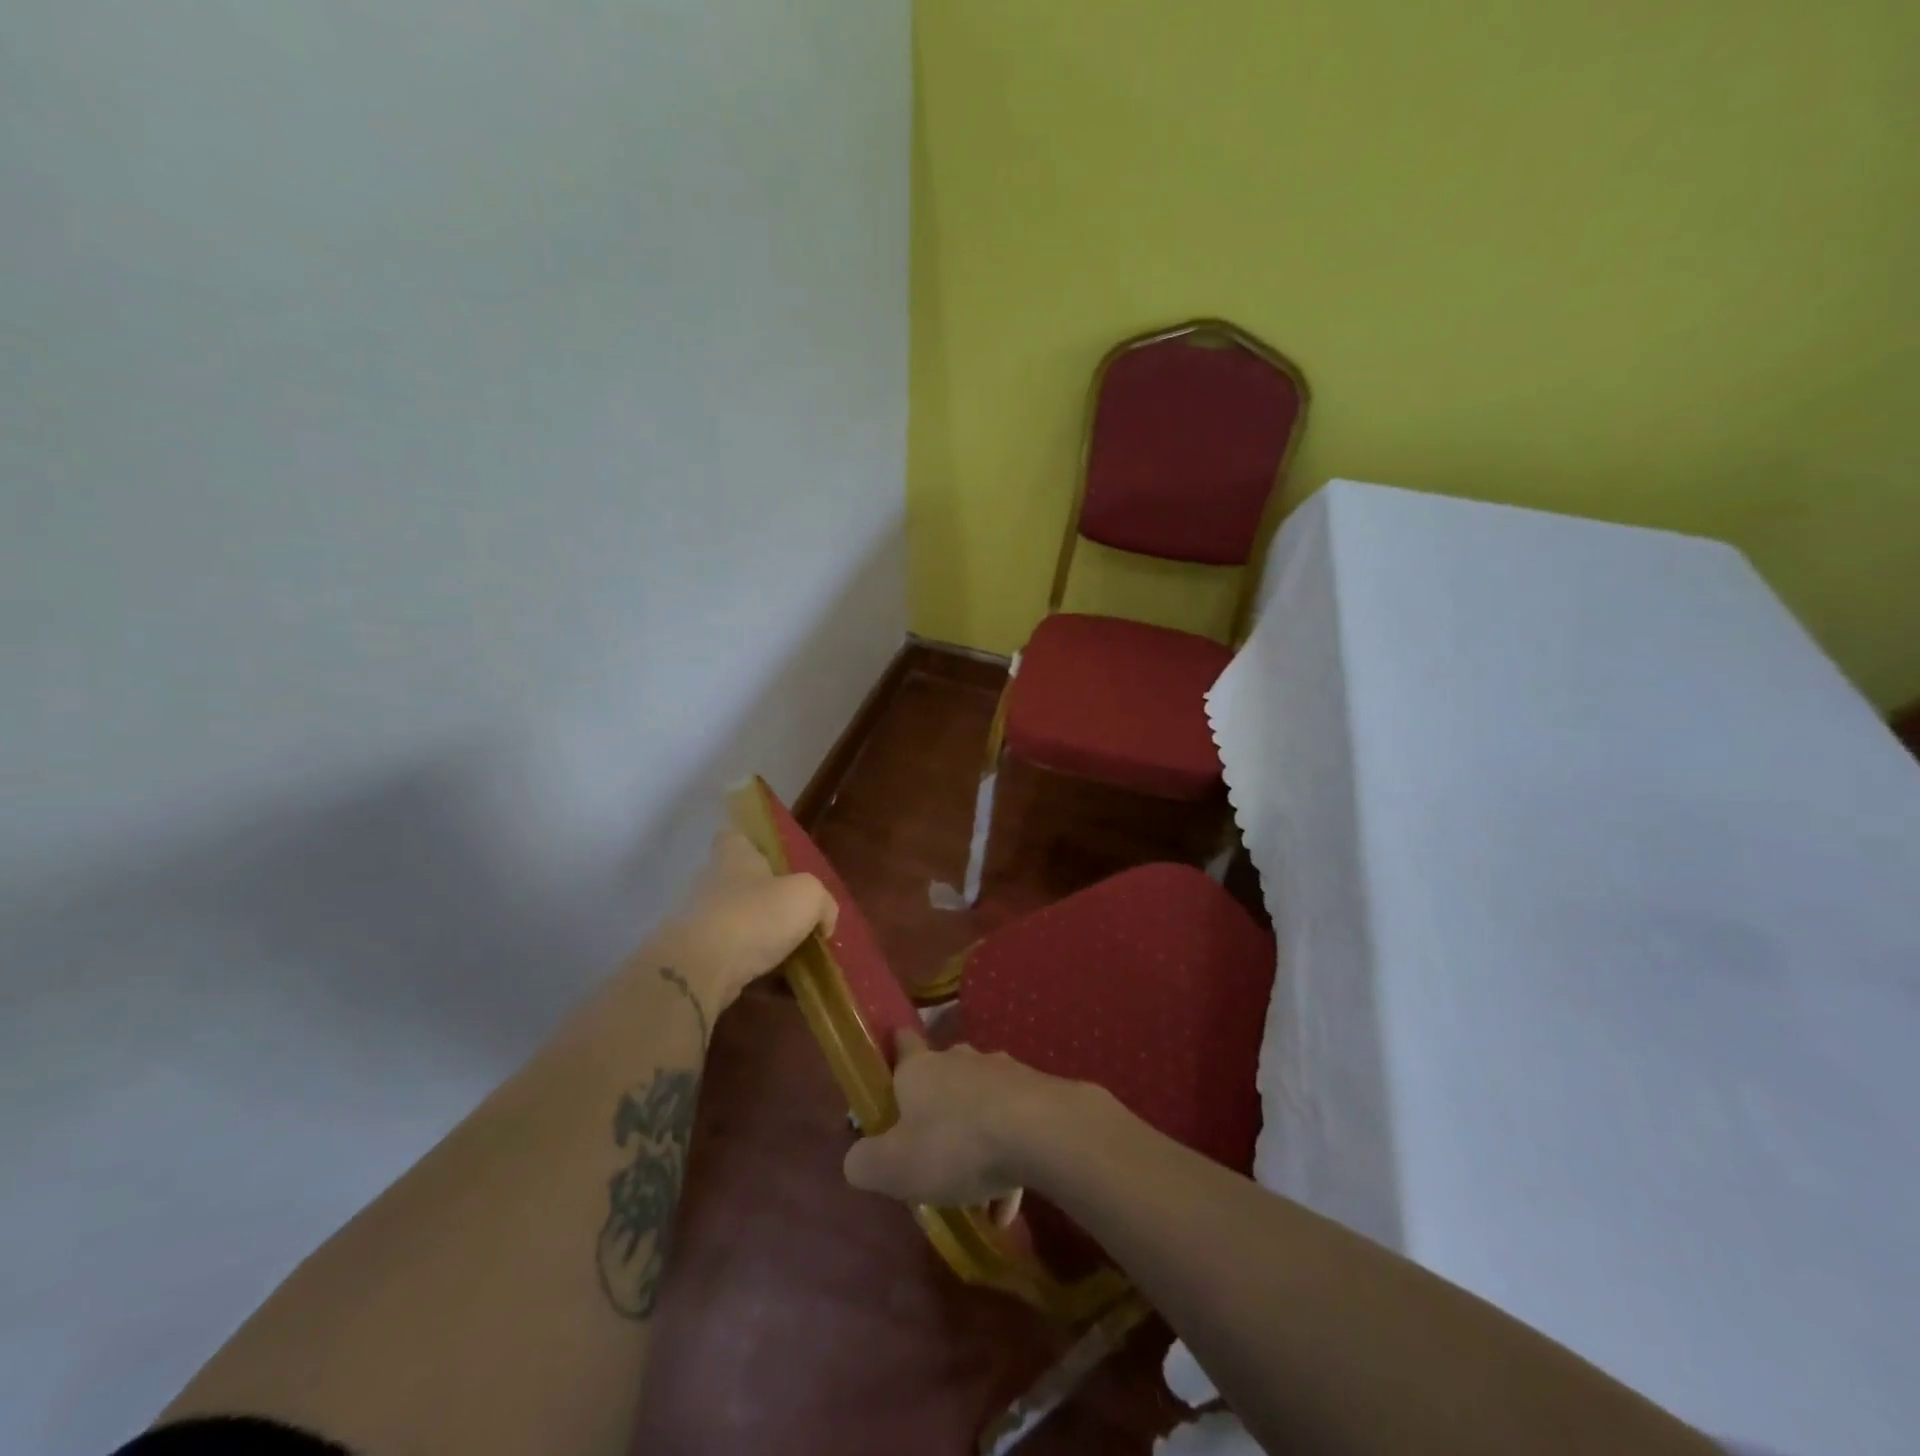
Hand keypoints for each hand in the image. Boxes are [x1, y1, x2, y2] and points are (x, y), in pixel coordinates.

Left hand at [649, 830, 836, 1015]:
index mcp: (734, 856)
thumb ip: (822, 903)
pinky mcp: (695, 955)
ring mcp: (699, 920)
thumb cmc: (757, 914)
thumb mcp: (808, 897)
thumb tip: (823, 920)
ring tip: (791, 953)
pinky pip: (730, 956)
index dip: (754, 845)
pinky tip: (776, 981)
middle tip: (795, 916)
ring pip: (736, 921)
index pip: (735, 837)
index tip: (776, 863)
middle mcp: (711, 882)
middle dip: (764, 898)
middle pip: (738, 882)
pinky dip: (750, 966)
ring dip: (758, 935)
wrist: (702, 968)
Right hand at [843, 1030, 1086, 1208]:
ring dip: (975, 1144)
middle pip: (944, 1078)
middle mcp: (960, 1062)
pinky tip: (1008, 1207)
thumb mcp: (893, 1166)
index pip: (904, 1044)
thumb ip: (865, 1163)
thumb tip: (857, 1159)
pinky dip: (1007, 1164)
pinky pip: (1012, 1129)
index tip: (894, 1060)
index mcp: (920, 1070)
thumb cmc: (954, 1143)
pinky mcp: (1035, 1094)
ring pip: (980, 1107)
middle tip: (931, 1151)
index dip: (897, 1050)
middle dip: (938, 1109)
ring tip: (976, 1197)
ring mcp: (1001, 1074)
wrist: (1038, 1131)